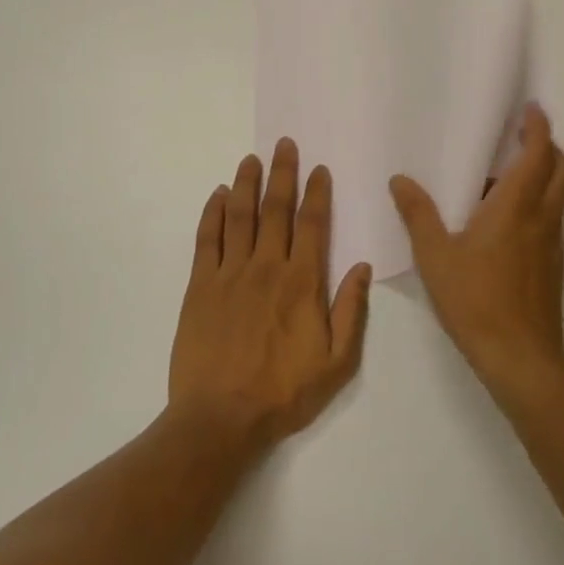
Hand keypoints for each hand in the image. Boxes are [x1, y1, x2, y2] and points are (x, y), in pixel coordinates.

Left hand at [169, 139, 371, 452]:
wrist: (219, 420)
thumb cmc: (283, 393)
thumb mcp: (336, 362)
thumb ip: (351, 311)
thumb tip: (363, 266)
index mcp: (302, 283)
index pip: (313, 225)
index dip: (317, 193)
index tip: (319, 168)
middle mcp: (267, 267)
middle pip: (276, 210)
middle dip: (282, 174)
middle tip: (284, 144)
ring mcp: (230, 274)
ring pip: (240, 216)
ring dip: (247, 183)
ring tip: (252, 158)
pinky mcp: (200, 286)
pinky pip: (207, 239)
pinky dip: (213, 213)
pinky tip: (219, 194)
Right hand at [390, 104, 563, 401]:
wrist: (520, 357)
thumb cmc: (476, 300)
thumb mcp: (435, 256)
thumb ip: (418, 215)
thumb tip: (400, 180)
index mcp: (516, 206)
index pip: (539, 153)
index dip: (539, 127)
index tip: (530, 110)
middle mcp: (543, 217)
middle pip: (561, 168)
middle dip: (547, 146)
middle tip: (521, 137)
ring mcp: (553, 242)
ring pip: (560, 194)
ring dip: (544, 174)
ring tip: (505, 177)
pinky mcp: (554, 264)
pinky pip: (553, 218)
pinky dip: (540, 203)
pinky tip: (506, 223)